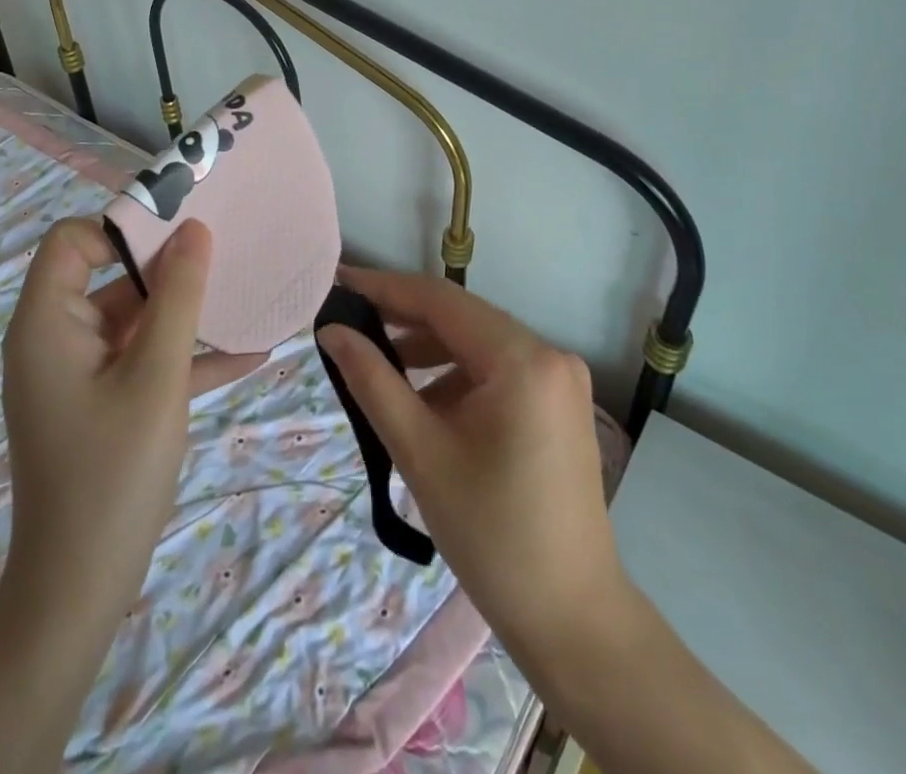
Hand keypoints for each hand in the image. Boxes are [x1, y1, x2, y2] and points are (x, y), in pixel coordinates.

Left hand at [1, 216, 213, 618]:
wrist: (79, 591)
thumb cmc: (114, 473)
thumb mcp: (157, 376)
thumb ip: (178, 296)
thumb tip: (195, 229)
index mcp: (46, 323)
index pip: (71, 240)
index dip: (121, 227)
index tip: (180, 231)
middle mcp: (54, 339)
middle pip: (107, 275)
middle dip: (167, 267)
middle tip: (225, 253)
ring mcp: (77, 374)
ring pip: (132, 319)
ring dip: (184, 312)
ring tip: (244, 296)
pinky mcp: (98, 403)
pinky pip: (141, 360)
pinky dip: (183, 355)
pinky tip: (249, 355)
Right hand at [316, 266, 627, 667]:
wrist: (573, 620)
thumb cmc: (491, 536)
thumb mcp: (421, 453)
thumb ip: (372, 381)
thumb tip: (332, 331)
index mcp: (522, 359)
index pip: (441, 300)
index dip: (385, 288)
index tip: (338, 284)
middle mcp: (548, 353)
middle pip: (461, 318)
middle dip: (403, 320)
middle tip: (349, 325)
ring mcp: (559, 378)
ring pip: (478, 344)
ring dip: (428, 351)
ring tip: (379, 369)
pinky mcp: (558, 402)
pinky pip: (497, 370)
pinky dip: (457, 376)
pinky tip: (426, 404)